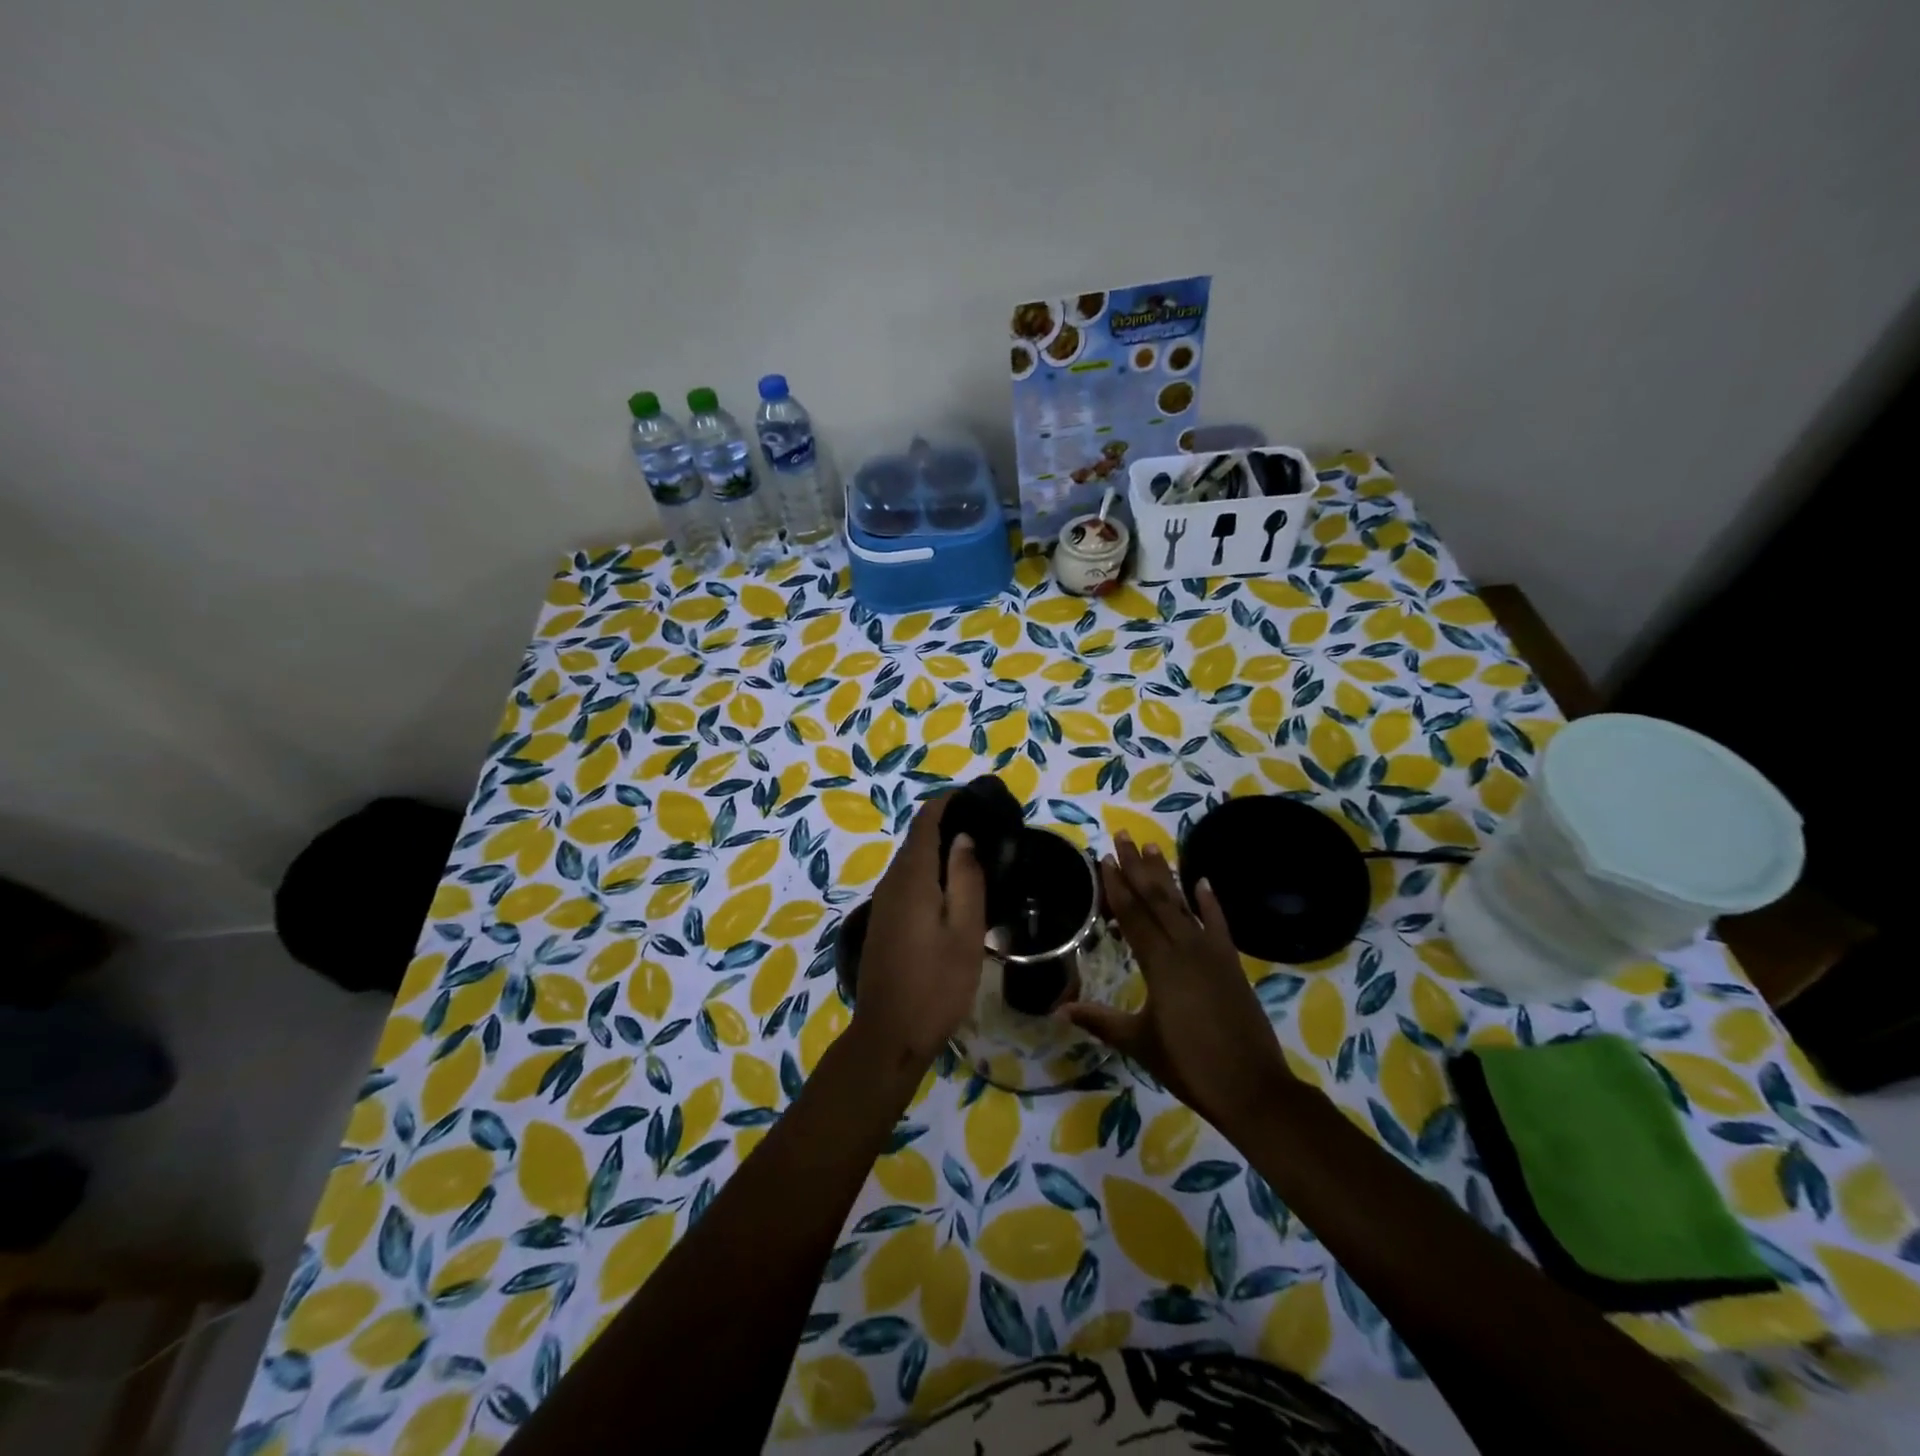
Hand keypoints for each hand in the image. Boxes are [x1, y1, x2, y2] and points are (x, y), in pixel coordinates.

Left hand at [847, 792, 986, 1079]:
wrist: (890, 1035)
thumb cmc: (936, 984)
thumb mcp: (964, 931)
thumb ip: (966, 879)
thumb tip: (964, 838)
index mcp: (912, 878)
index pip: (925, 821)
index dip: (948, 803)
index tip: (978, 799)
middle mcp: (891, 882)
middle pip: (917, 839)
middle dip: (947, 824)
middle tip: (988, 828)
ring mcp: (883, 904)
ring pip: (912, 862)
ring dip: (940, 850)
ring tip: (978, 854)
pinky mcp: (884, 922)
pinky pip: (907, 882)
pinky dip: (930, 872)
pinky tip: (953, 889)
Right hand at [1063, 833, 1292, 1130]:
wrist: (1253, 1088)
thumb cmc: (1189, 1065)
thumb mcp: (1139, 1043)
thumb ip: (1100, 1020)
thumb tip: (1059, 1009)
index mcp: (1160, 964)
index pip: (1133, 915)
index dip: (1117, 886)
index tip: (1104, 858)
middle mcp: (1186, 947)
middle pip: (1156, 899)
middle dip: (1137, 867)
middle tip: (1124, 836)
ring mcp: (1212, 953)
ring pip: (1184, 904)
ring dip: (1167, 876)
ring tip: (1154, 848)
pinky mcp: (1232, 963)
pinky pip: (1219, 923)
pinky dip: (1211, 901)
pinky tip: (1203, 880)